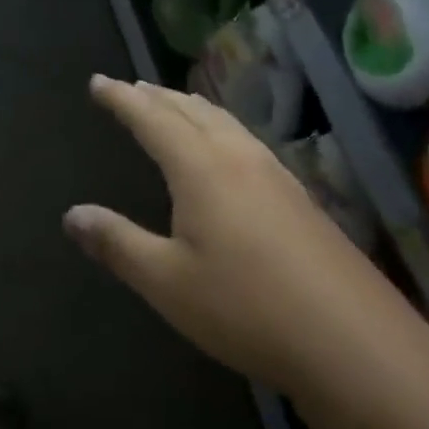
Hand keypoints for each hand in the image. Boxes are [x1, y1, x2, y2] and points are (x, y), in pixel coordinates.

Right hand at [64, 76, 428, 428]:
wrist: (356, 345)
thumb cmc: (247, 309)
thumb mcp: (166, 282)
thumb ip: (117, 243)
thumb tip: (72, 214)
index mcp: (202, 169)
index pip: (152, 119)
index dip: (122, 99)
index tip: (98, 82)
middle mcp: (240, 160)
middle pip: (193, 112)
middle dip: (157, 96)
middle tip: (131, 87)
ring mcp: (278, 178)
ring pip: (227, 125)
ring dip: (192, 109)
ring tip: (174, 105)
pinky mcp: (302, 202)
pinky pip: (248, 144)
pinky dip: (221, 130)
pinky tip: (229, 153)